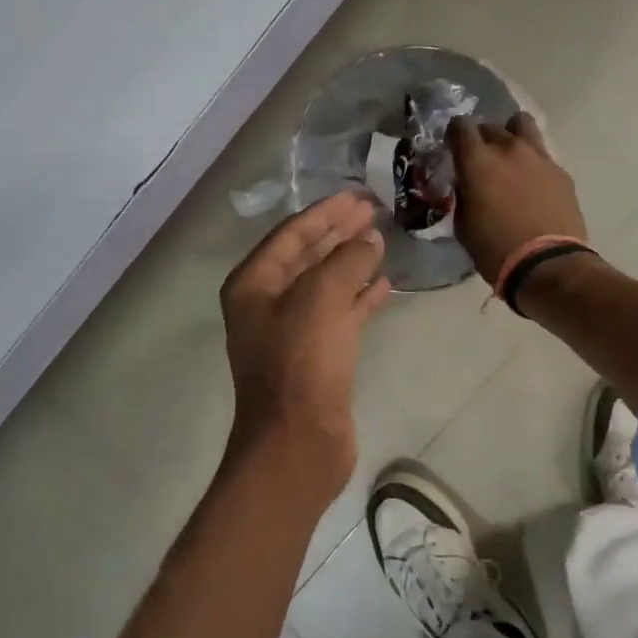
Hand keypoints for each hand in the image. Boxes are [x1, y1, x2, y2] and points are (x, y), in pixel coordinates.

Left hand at [220, 192, 392, 494]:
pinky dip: (359, 297)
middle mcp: (266, 304)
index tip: (358, 196)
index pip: (291, 234)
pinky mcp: (316, 357)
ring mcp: (291, 332)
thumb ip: (346, 260)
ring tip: (381, 241)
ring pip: (324, 285)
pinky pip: (339, 314)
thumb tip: (368, 240)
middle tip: (372, 210)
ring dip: (350, 262)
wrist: (298, 441)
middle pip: (306, 256)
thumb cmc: (302, 363)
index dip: (325, 212)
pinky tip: (383, 284)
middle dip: (338, 232)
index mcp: (254, 284)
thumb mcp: (321, 299)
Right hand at [447, 112, 587, 286]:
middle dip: (482, 139)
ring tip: (510, 158)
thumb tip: (467, 185)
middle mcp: (508, 149)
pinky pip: (542, 154)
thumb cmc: (495, 250)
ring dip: (512, 136)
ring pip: (522, 125)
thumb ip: (463, 195)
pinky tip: (533, 184)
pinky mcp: (561, 172)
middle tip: (481, 161)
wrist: (546, 265)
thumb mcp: (463, 225)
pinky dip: (533, 162)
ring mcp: (539, 157)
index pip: (460, 126)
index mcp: (478, 161)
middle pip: (491, 127)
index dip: (455, 134)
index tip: (453, 148)